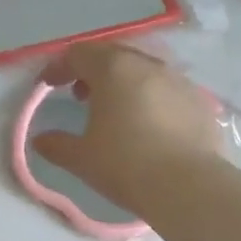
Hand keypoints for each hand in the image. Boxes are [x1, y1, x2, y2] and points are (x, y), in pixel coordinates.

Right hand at [32, 43, 222, 216]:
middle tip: (80, 94)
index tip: (47, 86)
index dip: (58, 67)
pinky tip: (148, 125)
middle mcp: (148, 65)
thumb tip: (40, 140)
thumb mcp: (81, 158)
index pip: (79, 54)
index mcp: (114, 69)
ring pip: (144, 70)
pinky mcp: (200, 102)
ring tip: (115, 110)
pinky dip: (150, 98)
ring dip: (123, 82)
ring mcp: (179, 80)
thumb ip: (56, 145)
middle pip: (113, 55)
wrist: (188, 186)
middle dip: (92, 70)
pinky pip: (167, 90)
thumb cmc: (125, 165)